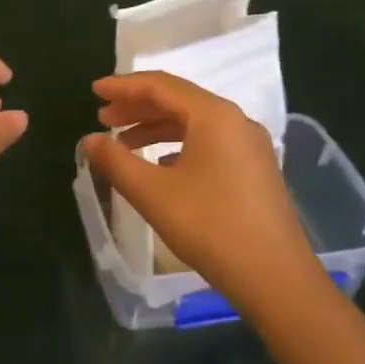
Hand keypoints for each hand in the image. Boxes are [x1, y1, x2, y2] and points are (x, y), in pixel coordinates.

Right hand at [82, 72, 319, 311]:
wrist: (275, 278)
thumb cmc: (210, 227)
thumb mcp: (153, 193)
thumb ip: (115, 161)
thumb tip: (89, 140)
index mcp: (213, 115)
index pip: (160, 85)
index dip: (123, 86)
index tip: (94, 91)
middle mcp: (235, 120)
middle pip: (178, 101)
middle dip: (137, 107)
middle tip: (103, 118)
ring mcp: (249, 145)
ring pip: (194, 123)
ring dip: (156, 128)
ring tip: (123, 145)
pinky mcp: (255, 169)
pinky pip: (209, 142)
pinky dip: (178, 145)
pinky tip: (159, 166)